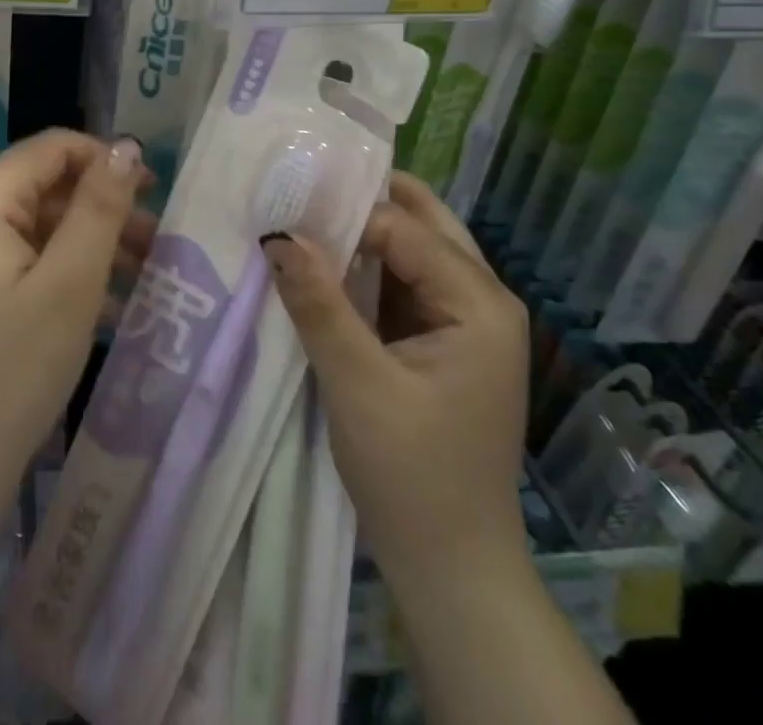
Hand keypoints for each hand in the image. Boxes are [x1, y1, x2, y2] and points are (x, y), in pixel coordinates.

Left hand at [0, 130, 154, 515]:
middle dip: (104, 211)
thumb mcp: (70, 284)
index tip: (155, 193)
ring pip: (39, 230)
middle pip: (46, 189)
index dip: (106, 160)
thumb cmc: (9, 373)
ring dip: (91, 247)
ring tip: (145, 276)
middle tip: (159, 243)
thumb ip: (100, 207)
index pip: (51, 148)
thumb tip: (125, 146)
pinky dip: (65, 276)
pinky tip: (109, 310)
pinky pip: (23, 265)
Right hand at [264, 172, 530, 596]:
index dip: (344, 214)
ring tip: (303, 219)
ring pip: (413, 250)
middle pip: (423, 223)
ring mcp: (468, 321)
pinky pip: (405, 283)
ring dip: (362, 235)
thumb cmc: (412, 478)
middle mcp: (484, 299)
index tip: (286, 205)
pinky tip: (325, 265)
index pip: (404, 228)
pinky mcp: (446, 341)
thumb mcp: (357, 385)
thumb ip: (319, 303)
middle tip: (301, 191)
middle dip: (363, 204)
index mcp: (480, 304)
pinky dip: (367, 269)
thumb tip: (279, 234)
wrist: (452, 571)